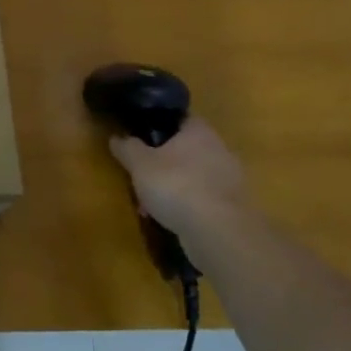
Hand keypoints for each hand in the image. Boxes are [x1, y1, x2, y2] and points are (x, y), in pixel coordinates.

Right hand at [109, 116, 251, 246]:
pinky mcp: (234, 209)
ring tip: (150, 204)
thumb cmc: (176, 185)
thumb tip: (116, 137)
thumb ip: (127, 147)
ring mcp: (230, 180)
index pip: (179, 118)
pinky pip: (203, 200)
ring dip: (174, 187)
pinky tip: (169, 221)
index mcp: (199, 131)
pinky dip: (187, 207)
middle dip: (164, 161)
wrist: (218, 233)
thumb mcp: (139, 163)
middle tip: (142, 174)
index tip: (141, 136)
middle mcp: (219, 150)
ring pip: (194, 176)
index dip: (159, 124)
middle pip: (186, 149)